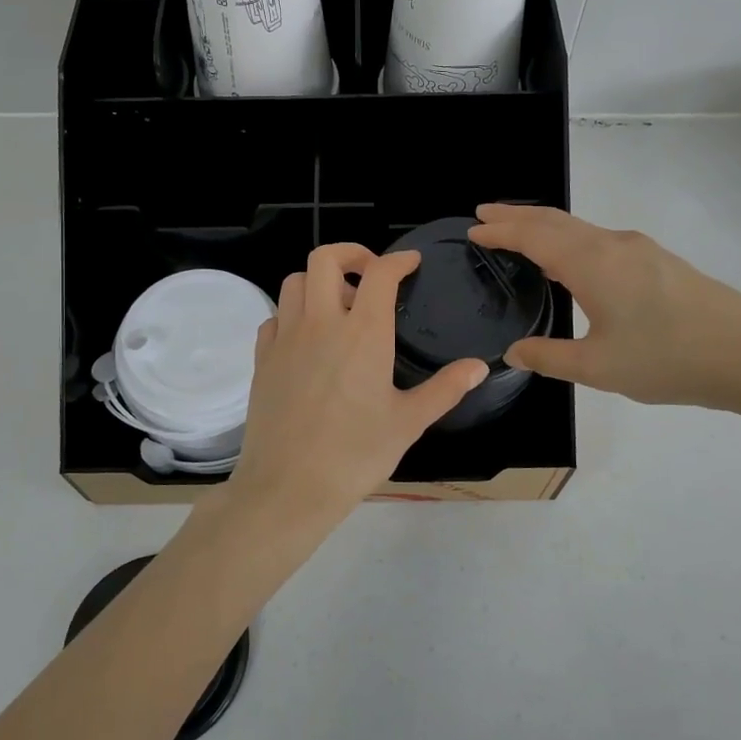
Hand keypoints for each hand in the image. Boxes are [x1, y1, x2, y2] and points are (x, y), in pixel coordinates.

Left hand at [228, 244, 487, 528]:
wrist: (289, 487)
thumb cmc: (355, 455)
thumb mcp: (408, 423)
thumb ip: (445, 388)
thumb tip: (478, 366)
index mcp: (362, 333)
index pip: (379, 274)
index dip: (398, 259)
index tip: (410, 262)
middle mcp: (320, 324)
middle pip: (325, 259)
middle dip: (351, 253)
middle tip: (369, 273)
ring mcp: (285, 339)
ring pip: (294, 282)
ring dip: (318, 281)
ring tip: (338, 306)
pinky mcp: (262, 359)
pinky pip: (274, 317)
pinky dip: (292, 314)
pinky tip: (307, 338)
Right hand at [468, 204, 740, 410]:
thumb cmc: (667, 359)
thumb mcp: (597, 367)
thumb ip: (549, 357)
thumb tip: (514, 352)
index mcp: (592, 262)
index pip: (533, 235)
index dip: (500, 230)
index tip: (472, 228)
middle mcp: (613, 244)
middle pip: (555, 220)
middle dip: (516, 216)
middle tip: (485, 215)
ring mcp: (639, 250)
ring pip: (579, 228)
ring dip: (544, 227)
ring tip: (518, 235)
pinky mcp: (658, 262)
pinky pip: (598, 240)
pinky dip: (569, 240)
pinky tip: (568, 263)